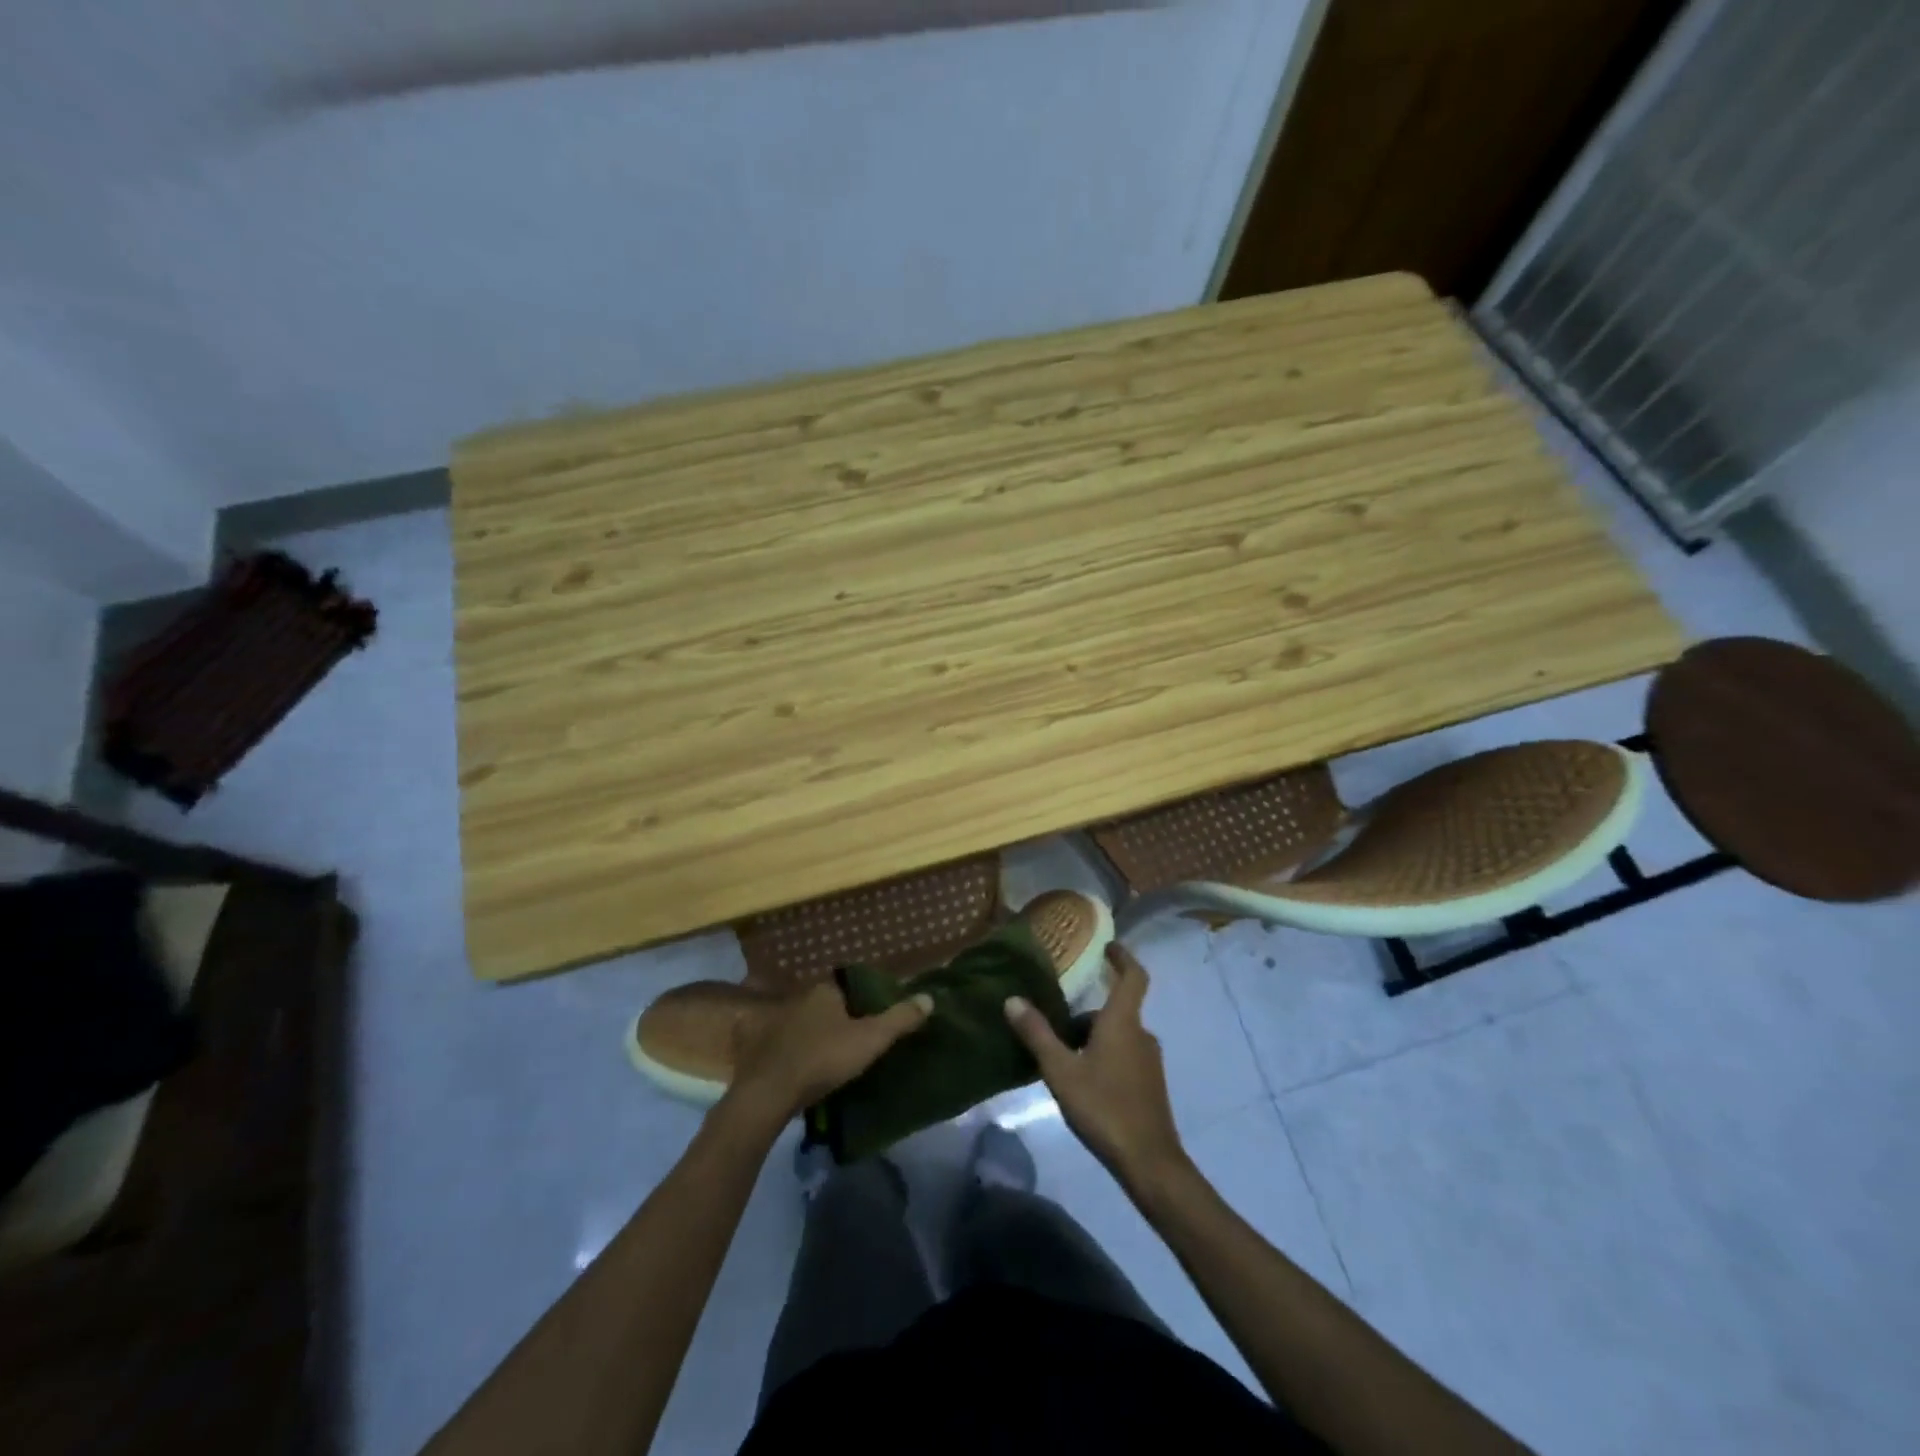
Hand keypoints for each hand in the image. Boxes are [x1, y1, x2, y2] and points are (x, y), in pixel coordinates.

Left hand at [727, 982, 932, 1122]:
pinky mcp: (761, 1050)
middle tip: (858, 1035)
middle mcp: (799, 1000)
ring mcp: (777, 1024)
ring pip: (805, 1024)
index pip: (847, 984)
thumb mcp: (870, 1039)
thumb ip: (899, 1019)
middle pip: (826, 1003)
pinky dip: (796, 1052)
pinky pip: (785, 1045)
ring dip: (817, 1035)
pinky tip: (805, 1067)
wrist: (769, 1092)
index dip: (862, 996)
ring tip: (835, 1054)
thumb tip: (929, 997)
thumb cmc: (824, 1057)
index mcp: (824, 991)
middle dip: (840, 1016)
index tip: (875, 1013)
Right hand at [1005, 944, 1188, 1191]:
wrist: (1149, 1162)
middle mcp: (1141, 1035)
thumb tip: (1012, 999)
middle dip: (1087, 1014)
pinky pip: (1124, 1057)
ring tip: (1061, 1057)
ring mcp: (1149, 1062)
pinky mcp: (1150, 1086)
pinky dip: (1103, 1057)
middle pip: (1115, 1012)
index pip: (1133, 976)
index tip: (1108, 946)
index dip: (1123, 957)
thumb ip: (1037, 1034)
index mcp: (1123, 1022)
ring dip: (1093, 1038)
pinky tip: (1082, 1082)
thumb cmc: (1104, 1106)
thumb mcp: (1061, 1070)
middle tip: (1055, 1026)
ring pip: (1118, 1036)